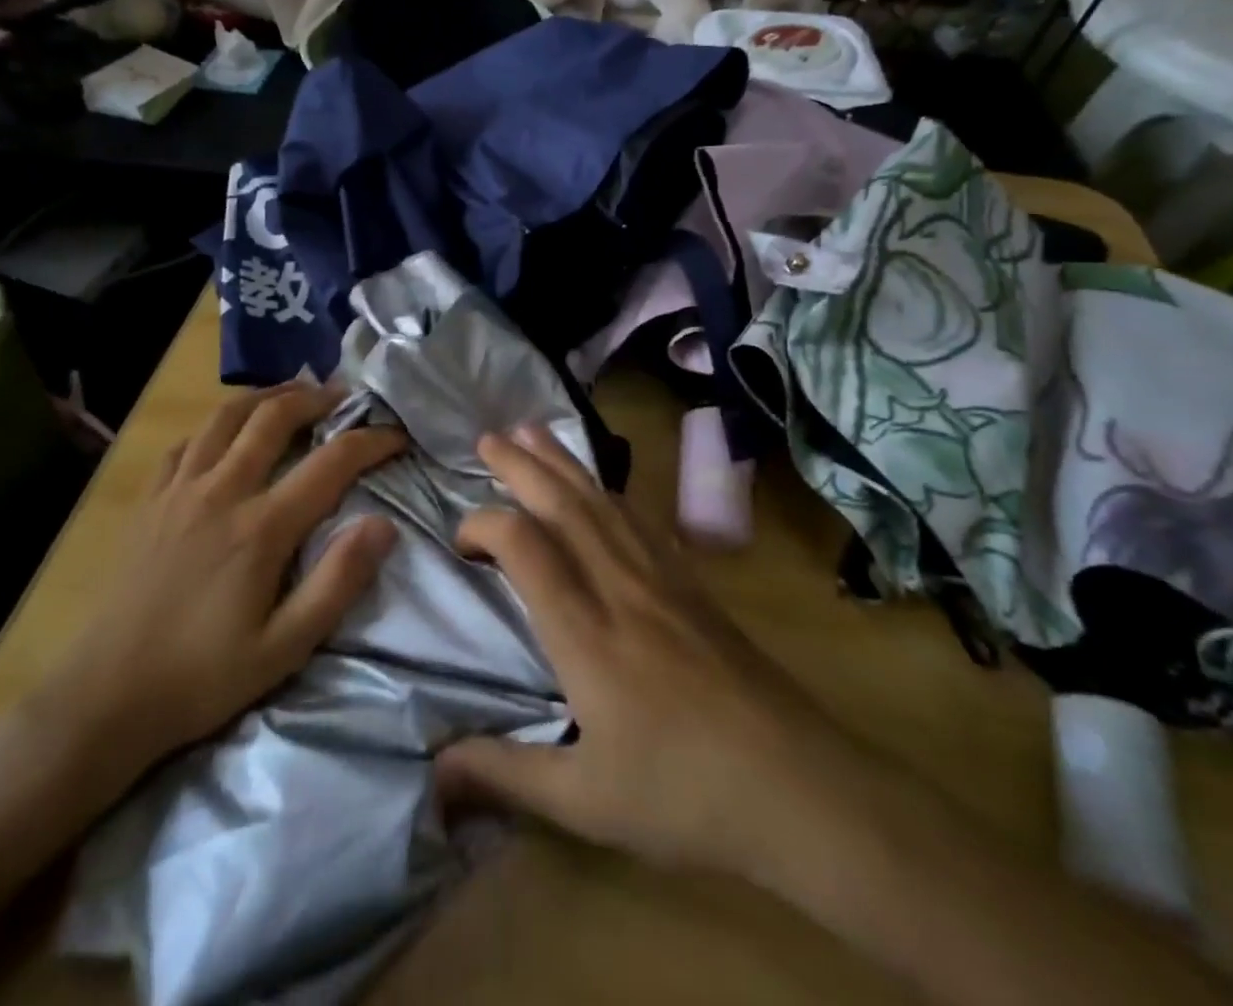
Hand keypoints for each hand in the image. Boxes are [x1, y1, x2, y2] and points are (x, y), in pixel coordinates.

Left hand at [33, 382, 403, 791]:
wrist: (104, 698)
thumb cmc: (203, 677)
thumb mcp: (285, 647)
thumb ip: (338, 582)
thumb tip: (384, 525)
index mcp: (261, 527)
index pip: (331, 462)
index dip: (372, 441)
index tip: (398, 434)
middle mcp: (222, 491)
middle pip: (275, 417)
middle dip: (317, 397)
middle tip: (346, 396)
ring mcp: (179, 490)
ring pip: (227, 415)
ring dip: (267, 395)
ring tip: (294, 392)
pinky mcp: (150, 500)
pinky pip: (187, 441)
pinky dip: (217, 425)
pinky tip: (228, 433)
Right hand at [437, 427, 851, 882]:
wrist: (799, 786)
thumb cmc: (685, 795)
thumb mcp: (584, 802)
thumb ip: (503, 776)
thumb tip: (433, 774)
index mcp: (586, 633)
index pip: (526, 548)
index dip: (485, 526)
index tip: (461, 542)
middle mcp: (620, 587)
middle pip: (564, 506)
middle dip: (522, 465)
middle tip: (488, 438)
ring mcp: (661, 579)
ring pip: (603, 501)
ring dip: (564, 462)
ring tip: (534, 430)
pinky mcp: (692, 585)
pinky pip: (641, 519)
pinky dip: (610, 490)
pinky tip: (602, 485)